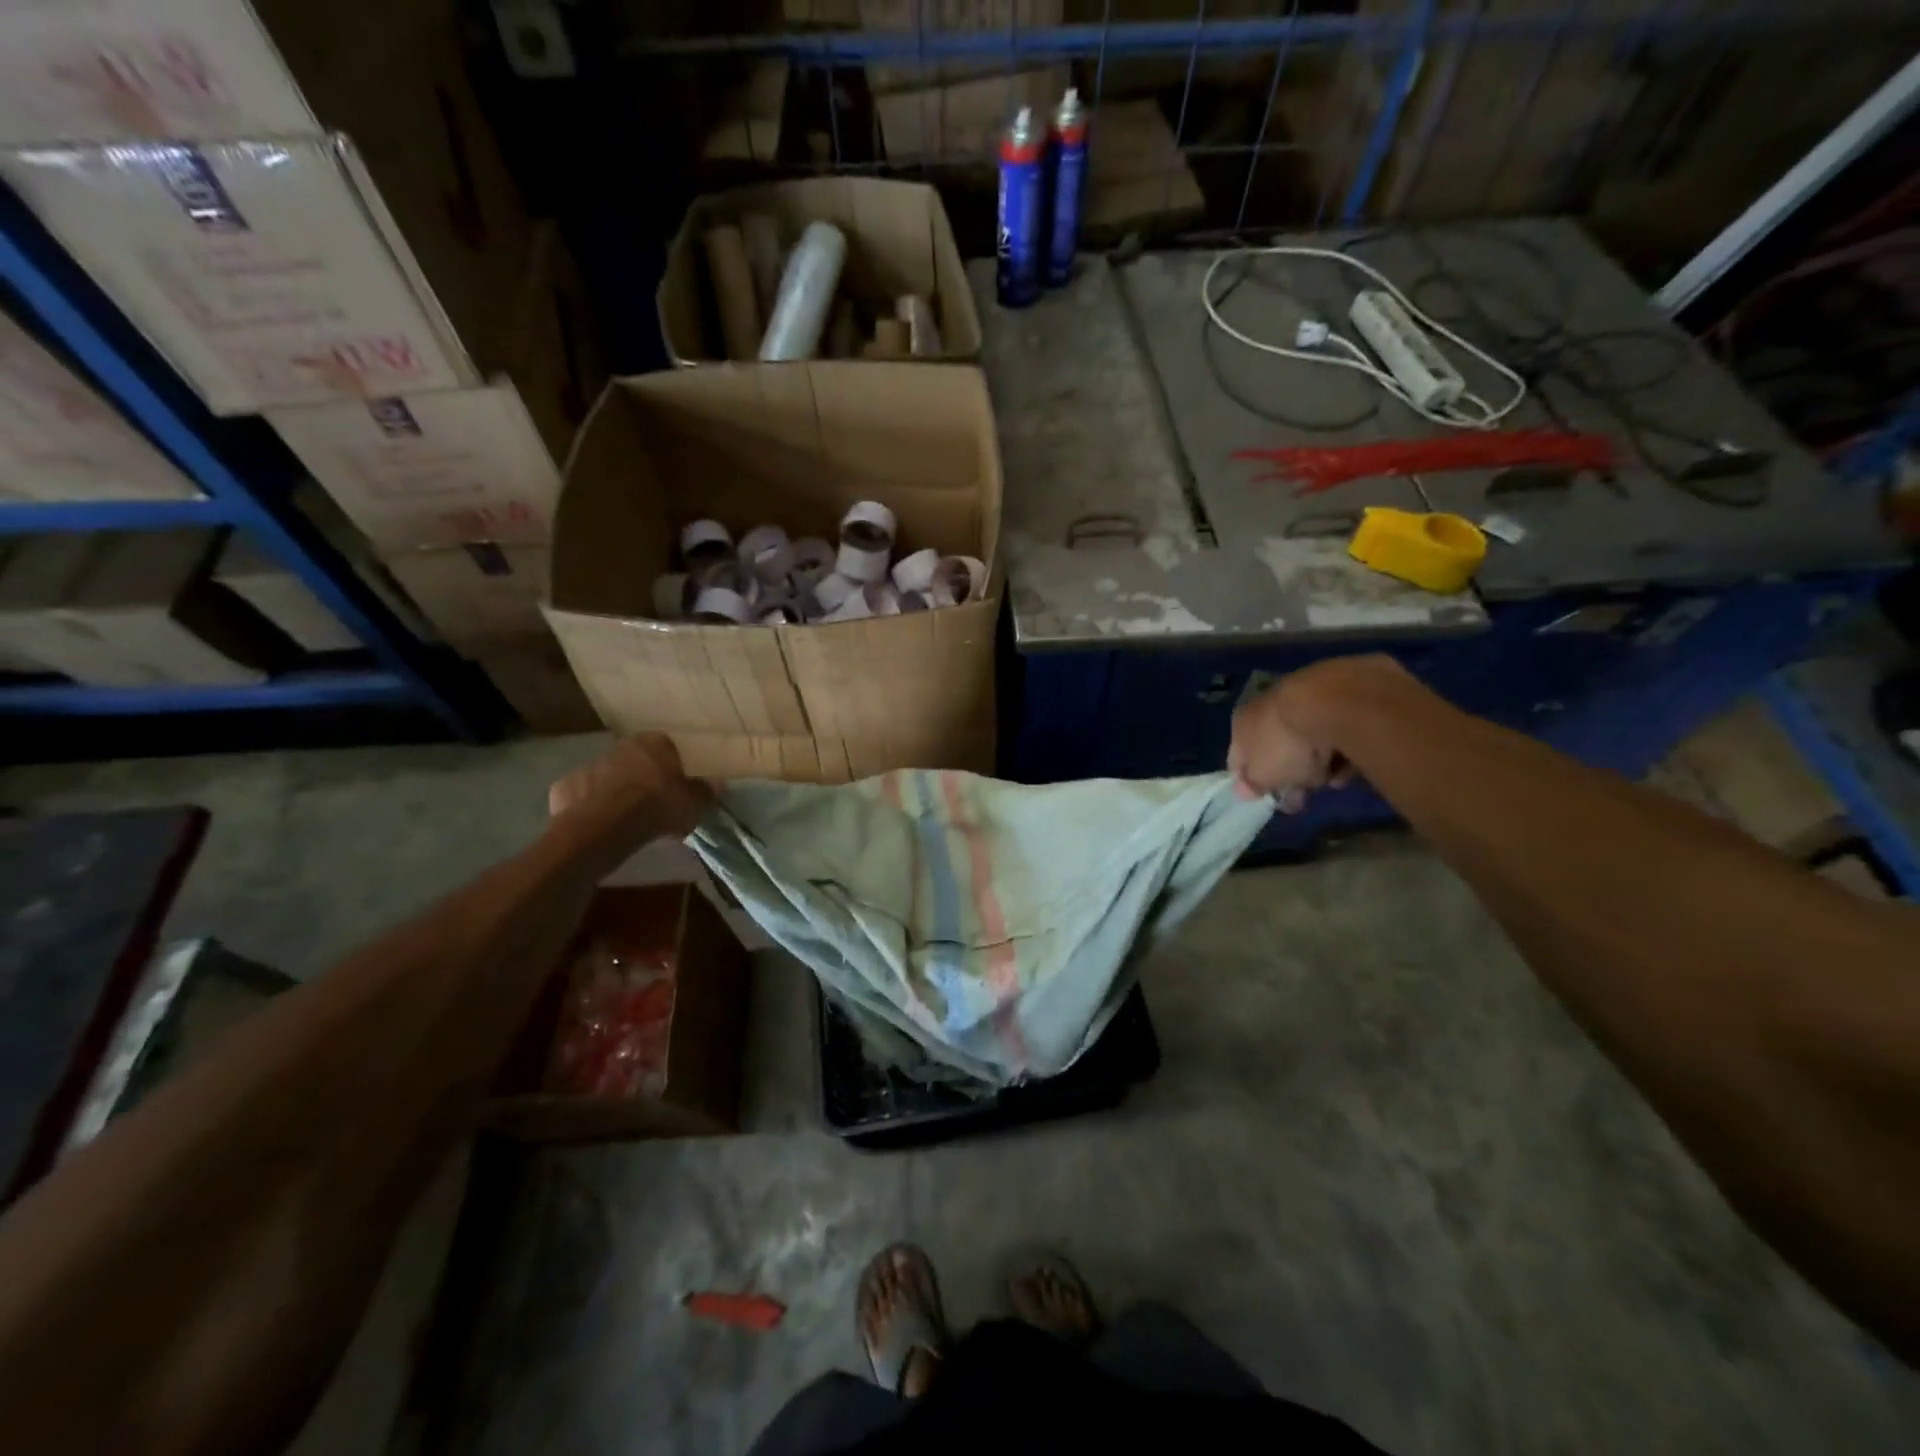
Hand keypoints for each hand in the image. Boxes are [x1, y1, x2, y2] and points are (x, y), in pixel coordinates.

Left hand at [549, 734, 712, 840]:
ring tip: (628, 818)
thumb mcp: (694, 803)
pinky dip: (593, 807)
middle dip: (645, 777)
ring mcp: (589, 764)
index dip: (674, 767)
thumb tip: (717, 783)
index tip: (678, 786)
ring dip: (618, 791)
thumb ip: (706, 791)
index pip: (669, 747)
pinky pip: (585, 796)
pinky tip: (601, 825)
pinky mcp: (566, 786)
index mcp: (654, 743)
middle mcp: (620, 746)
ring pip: (610, 777)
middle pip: (637, 760)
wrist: (603, 827)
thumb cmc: (656, 807)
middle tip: (655, 803)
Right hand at [1227, 659, 1376, 811]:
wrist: (1333, 702)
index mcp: (1241, 723)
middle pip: (1276, 748)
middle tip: (1306, 792)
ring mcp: (1303, 696)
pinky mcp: (1340, 693)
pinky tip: (1352, 761)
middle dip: (1292, 773)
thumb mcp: (1263, 777)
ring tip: (1335, 780)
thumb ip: (1253, 786)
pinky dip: (1343, 747)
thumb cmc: (1285, 744)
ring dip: (1320, 763)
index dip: (1253, 783)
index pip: (1239, 758)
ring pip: (1309, 739)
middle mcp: (1267, 705)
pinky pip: (1337, 730)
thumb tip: (1246, 791)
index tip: (1272, 800)